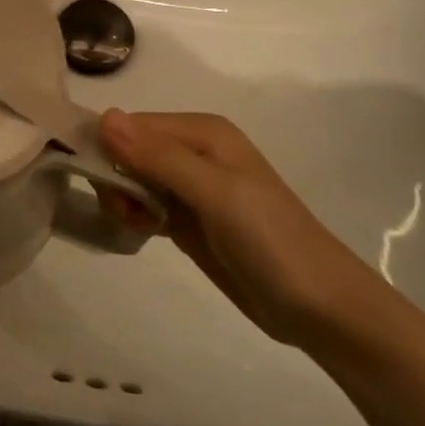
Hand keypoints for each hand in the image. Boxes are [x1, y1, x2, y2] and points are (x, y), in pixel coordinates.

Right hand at [98, 110, 377, 345]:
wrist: (321, 308)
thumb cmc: (270, 241)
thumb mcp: (215, 193)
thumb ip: (159, 156)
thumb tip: (105, 117)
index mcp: (202, 132)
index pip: (131, 125)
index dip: (109, 150)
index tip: (103, 186)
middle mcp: (194, 151)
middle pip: (128, 150)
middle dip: (115, 178)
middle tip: (126, 211)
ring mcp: (191, 187)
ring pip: (132, 178)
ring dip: (123, 199)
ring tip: (139, 225)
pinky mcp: (188, 219)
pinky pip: (145, 204)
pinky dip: (135, 215)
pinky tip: (144, 233)